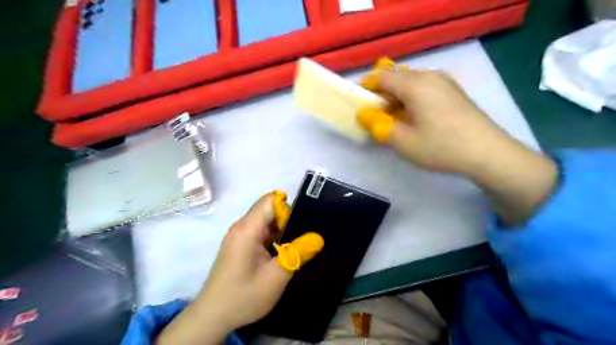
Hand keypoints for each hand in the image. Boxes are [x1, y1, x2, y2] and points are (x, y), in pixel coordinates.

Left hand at [156, 193, 323, 343]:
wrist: (213, 316)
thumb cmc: (243, 296)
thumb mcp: (275, 277)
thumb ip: (297, 254)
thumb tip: (318, 238)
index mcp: (247, 229)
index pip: (270, 200)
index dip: (288, 208)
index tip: (301, 225)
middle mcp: (242, 226)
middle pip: (269, 209)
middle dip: (288, 219)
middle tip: (304, 238)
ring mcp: (239, 235)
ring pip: (266, 220)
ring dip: (282, 229)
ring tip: (297, 245)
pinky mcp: (240, 244)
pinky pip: (260, 231)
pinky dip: (274, 237)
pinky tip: (283, 253)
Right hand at [359, 57, 561, 223]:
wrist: (488, 153)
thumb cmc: (441, 147)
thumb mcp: (403, 141)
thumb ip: (378, 125)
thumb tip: (364, 114)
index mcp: (415, 84)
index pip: (382, 77)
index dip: (366, 86)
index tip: (357, 100)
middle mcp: (430, 76)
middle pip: (397, 77)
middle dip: (381, 93)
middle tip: (374, 113)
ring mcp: (445, 82)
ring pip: (411, 82)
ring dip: (397, 96)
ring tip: (393, 117)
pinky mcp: (454, 92)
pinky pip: (425, 88)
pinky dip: (412, 98)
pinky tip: (414, 116)